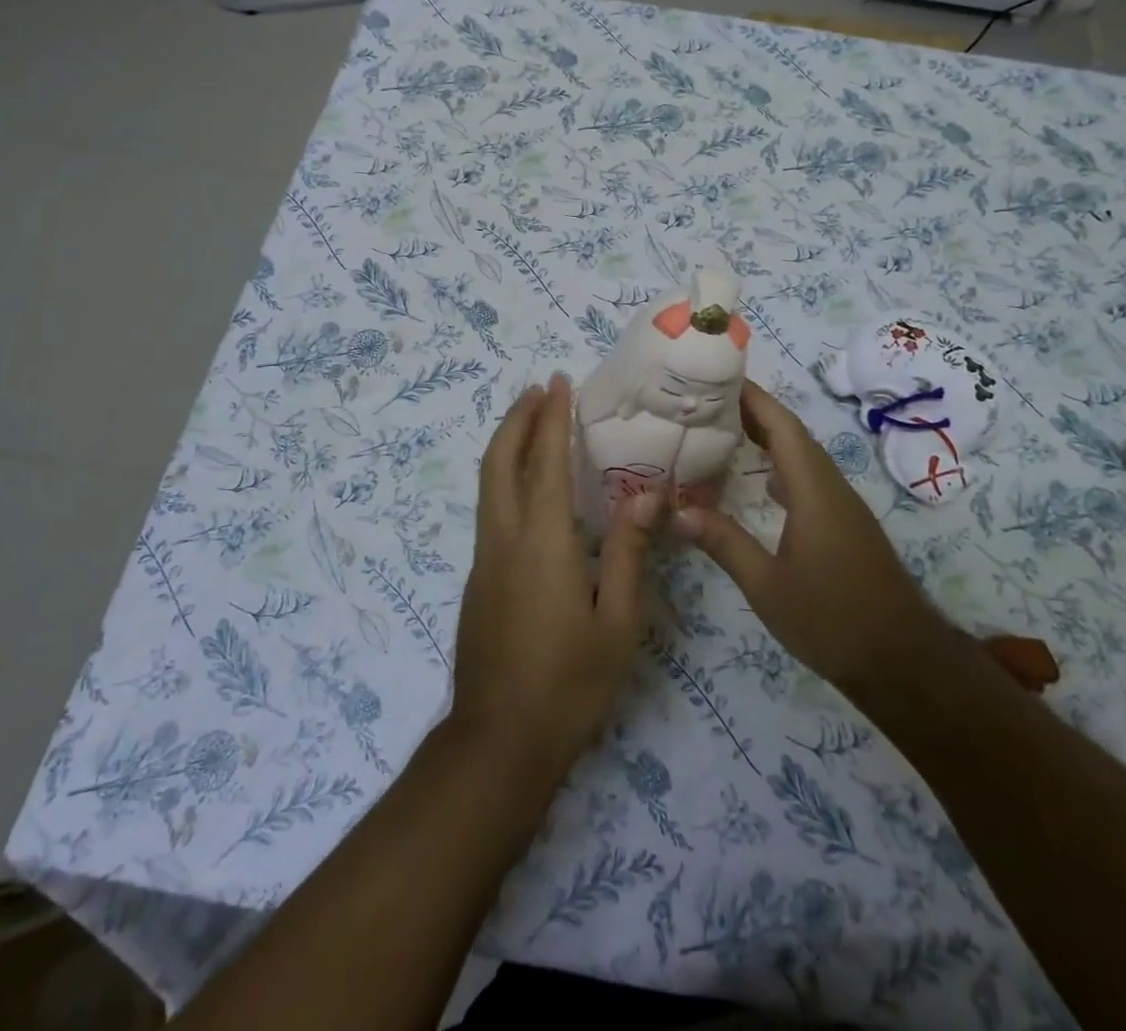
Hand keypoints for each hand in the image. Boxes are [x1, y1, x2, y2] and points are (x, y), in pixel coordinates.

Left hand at [452, 375, 660, 783]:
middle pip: (499, 461)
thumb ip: (628, 552)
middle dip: (517, 419)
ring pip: (488, 484)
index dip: (552, 418)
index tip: (559, 382)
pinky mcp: (478, 580)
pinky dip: (506, 478)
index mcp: (541, 542)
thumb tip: (648, 494)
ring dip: (507, 445)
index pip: (545, 462)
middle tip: (539, 391)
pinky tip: (530, 489)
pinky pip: (491, 510)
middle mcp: (503, 539)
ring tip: (532, 424)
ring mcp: (483, 560)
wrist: (498, 743)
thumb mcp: (617, 622)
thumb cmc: (569, 684)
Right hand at [676, 381, 953, 700]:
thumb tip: (676, 510)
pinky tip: (759, 481)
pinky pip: (809, 479)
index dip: (752, 397)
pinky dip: (780, 467)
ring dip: (767, 438)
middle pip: (792, 434)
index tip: (717, 376)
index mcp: (814, 490)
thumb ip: (723, 543)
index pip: (782, 426)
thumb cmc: (832, 620)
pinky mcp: (845, 525)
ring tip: (723, 431)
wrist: (902, 661)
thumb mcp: (767, 586)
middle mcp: (831, 487)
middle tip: (706, 402)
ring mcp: (843, 506)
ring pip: (802, 456)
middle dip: (753, 411)